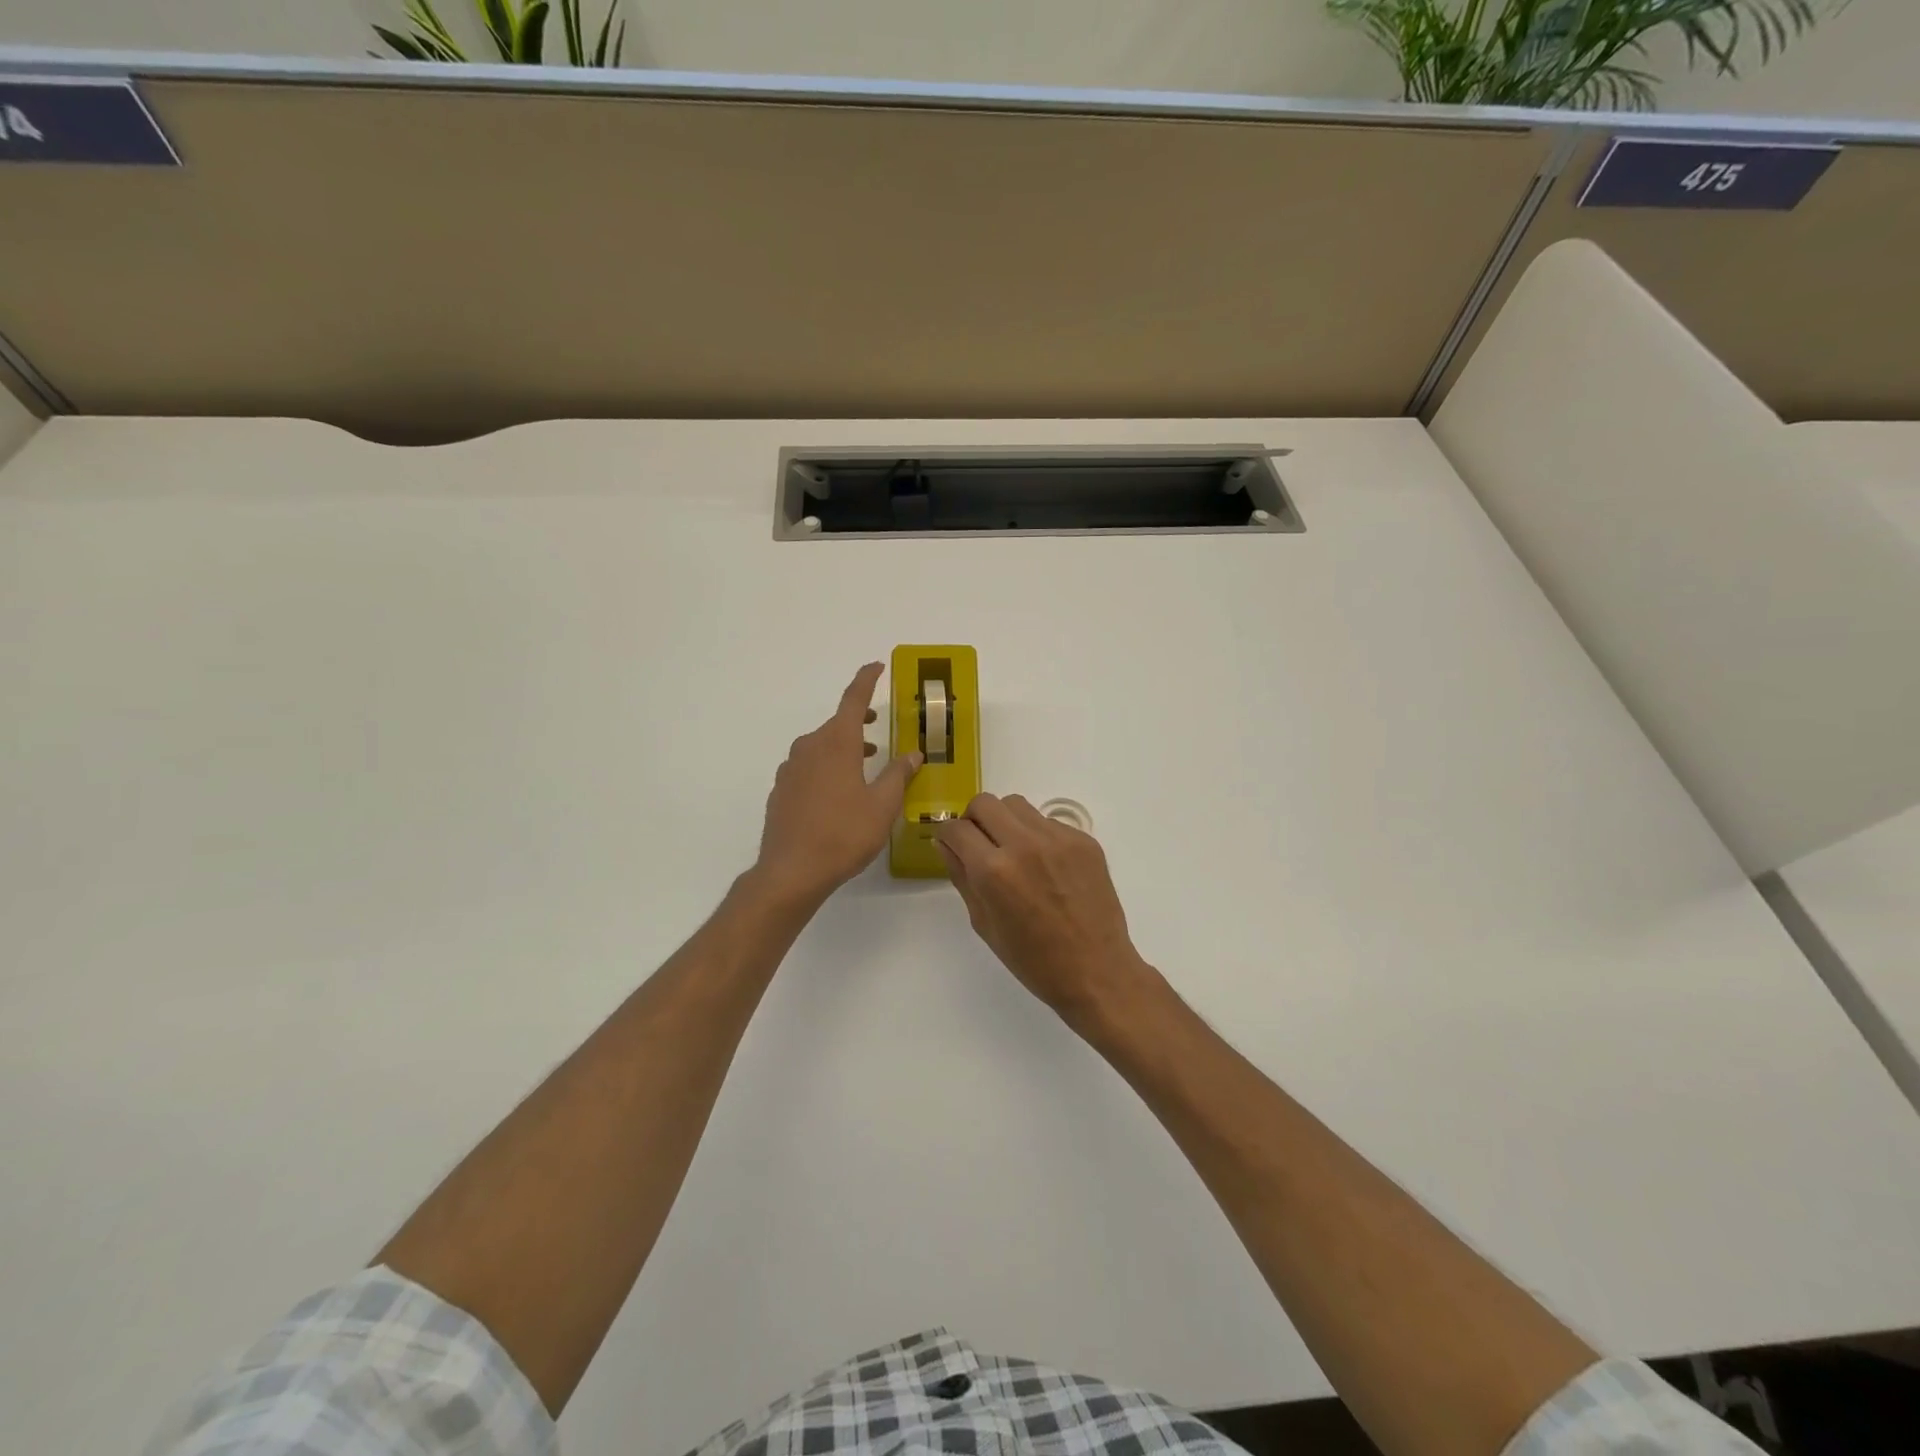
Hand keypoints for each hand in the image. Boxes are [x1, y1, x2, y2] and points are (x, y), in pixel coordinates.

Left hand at [755, 663, 921, 907]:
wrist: (792, 871)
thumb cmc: (844, 834)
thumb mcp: (883, 805)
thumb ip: (898, 774)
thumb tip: (913, 753)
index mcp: (837, 743)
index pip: (853, 699)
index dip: (866, 680)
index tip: (875, 665)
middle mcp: (810, 747)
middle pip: (836, 724)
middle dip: (858, 721)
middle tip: (877, 725)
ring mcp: (791, 769)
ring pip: (820, 746)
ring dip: (843, 746)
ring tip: (864, 762)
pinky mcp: (781, 790)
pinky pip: (807, 766)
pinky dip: (826, 766)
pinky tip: (838, 792)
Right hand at [935, 793, 1156, 1028]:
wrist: (1096, 970)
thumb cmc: (1033, 959)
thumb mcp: (984, 923)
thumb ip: (961, 877)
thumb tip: (945, 844)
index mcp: (993, 871)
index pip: (956, 828)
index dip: (948, 836)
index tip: (953, 845)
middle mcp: (1024, 844)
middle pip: (985, 803)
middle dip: (974, 820)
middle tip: (981, 844)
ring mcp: (1058, 838)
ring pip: (1016, 805)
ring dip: (1005, 821)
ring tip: (1014, 852)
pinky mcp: (1083, 839)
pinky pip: (1047, 822)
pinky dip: (1037, 835)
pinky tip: (1046, 866)